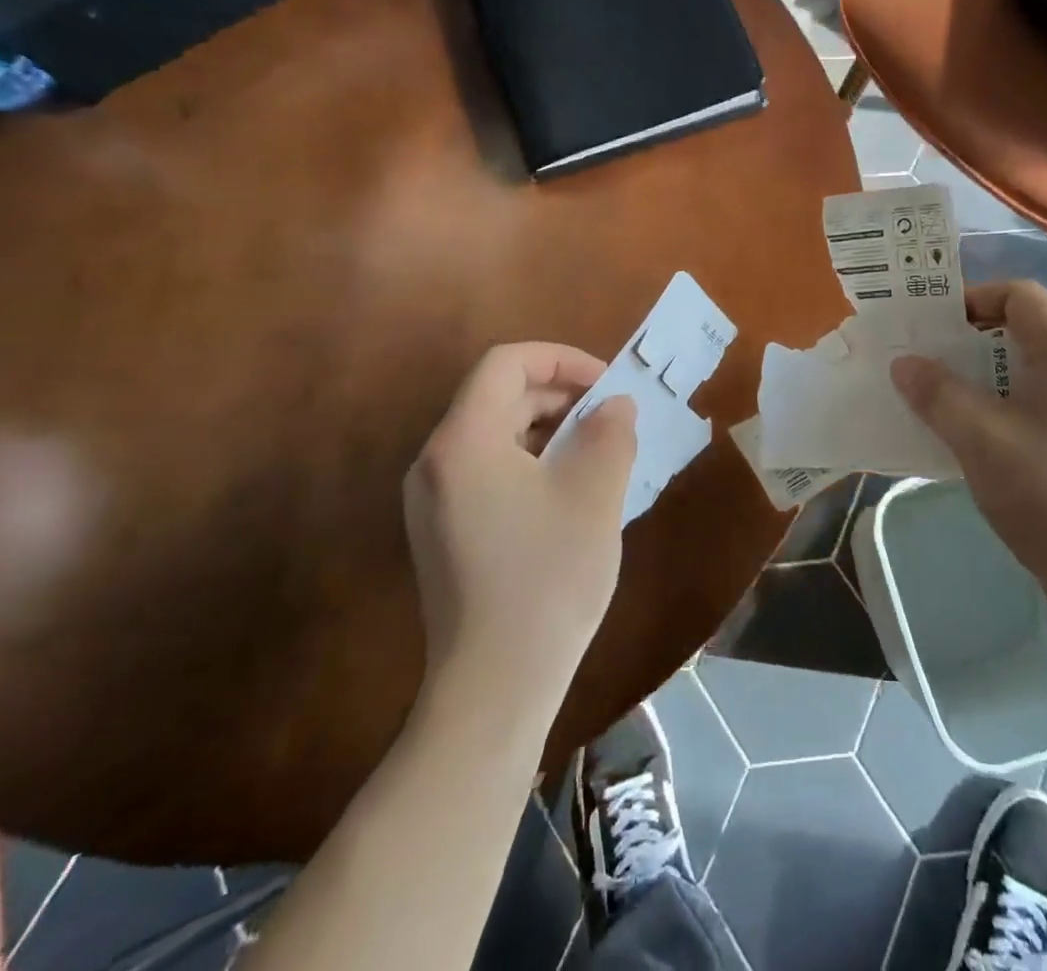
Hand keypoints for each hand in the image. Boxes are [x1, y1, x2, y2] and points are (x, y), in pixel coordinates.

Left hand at [405, 344, 637, 701]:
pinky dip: (530, 462)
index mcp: (464, 441)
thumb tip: (614, 405)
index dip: (561, 359)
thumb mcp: (594, 494)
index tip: (606, 384)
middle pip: (497, 397)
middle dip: (559, 394)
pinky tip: (568, 491)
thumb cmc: (548, 578)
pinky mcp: (441, 532)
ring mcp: (432, 500)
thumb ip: (610, 432)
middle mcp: (435, 461)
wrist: (495, 686)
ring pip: (494, 435)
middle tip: (609, 417)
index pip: (506, 364)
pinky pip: (487, 471)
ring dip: (548, 429)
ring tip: (596, 452)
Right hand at [890, 280, 1046, 583]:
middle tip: (930, 356)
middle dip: (973, 334)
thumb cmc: (1046, 493)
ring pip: (1033, 361)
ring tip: (945, 391)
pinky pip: (1043, 391)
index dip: (973, 299)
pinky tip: (978, 426)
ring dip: (986, 367)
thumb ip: (937, 392)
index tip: (933, 327)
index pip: (1020, 294)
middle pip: (1027, 324)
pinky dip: (1006, 394)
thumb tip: (904, 363)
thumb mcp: (978, 437)